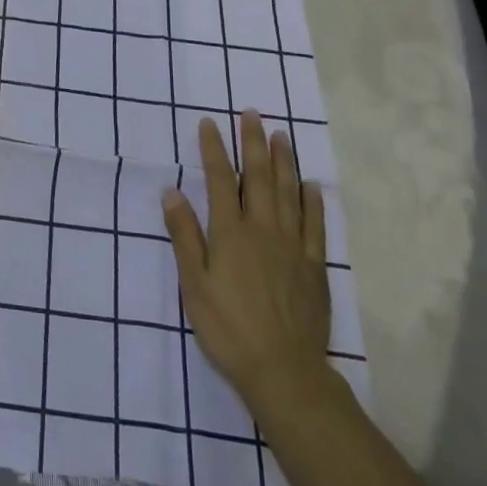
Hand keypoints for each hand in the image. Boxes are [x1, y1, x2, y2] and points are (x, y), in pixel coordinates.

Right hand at [163, 110, 333, 410]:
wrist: (284, 371)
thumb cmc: (229, 328)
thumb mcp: (194, 285)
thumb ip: (185, 236)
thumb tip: (171, 192)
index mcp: (230, 232)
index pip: (219, 180)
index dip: (213, 149)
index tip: (209, 123)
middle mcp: (262, 229)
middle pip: (257, 177)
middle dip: (252, 143)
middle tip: (252, 113)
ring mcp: (292, 246)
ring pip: (288, 193)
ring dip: (283, 161)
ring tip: (281, 135)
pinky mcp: (313, 266)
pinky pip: (315, 225)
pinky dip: (312, 201)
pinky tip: (311, 185)